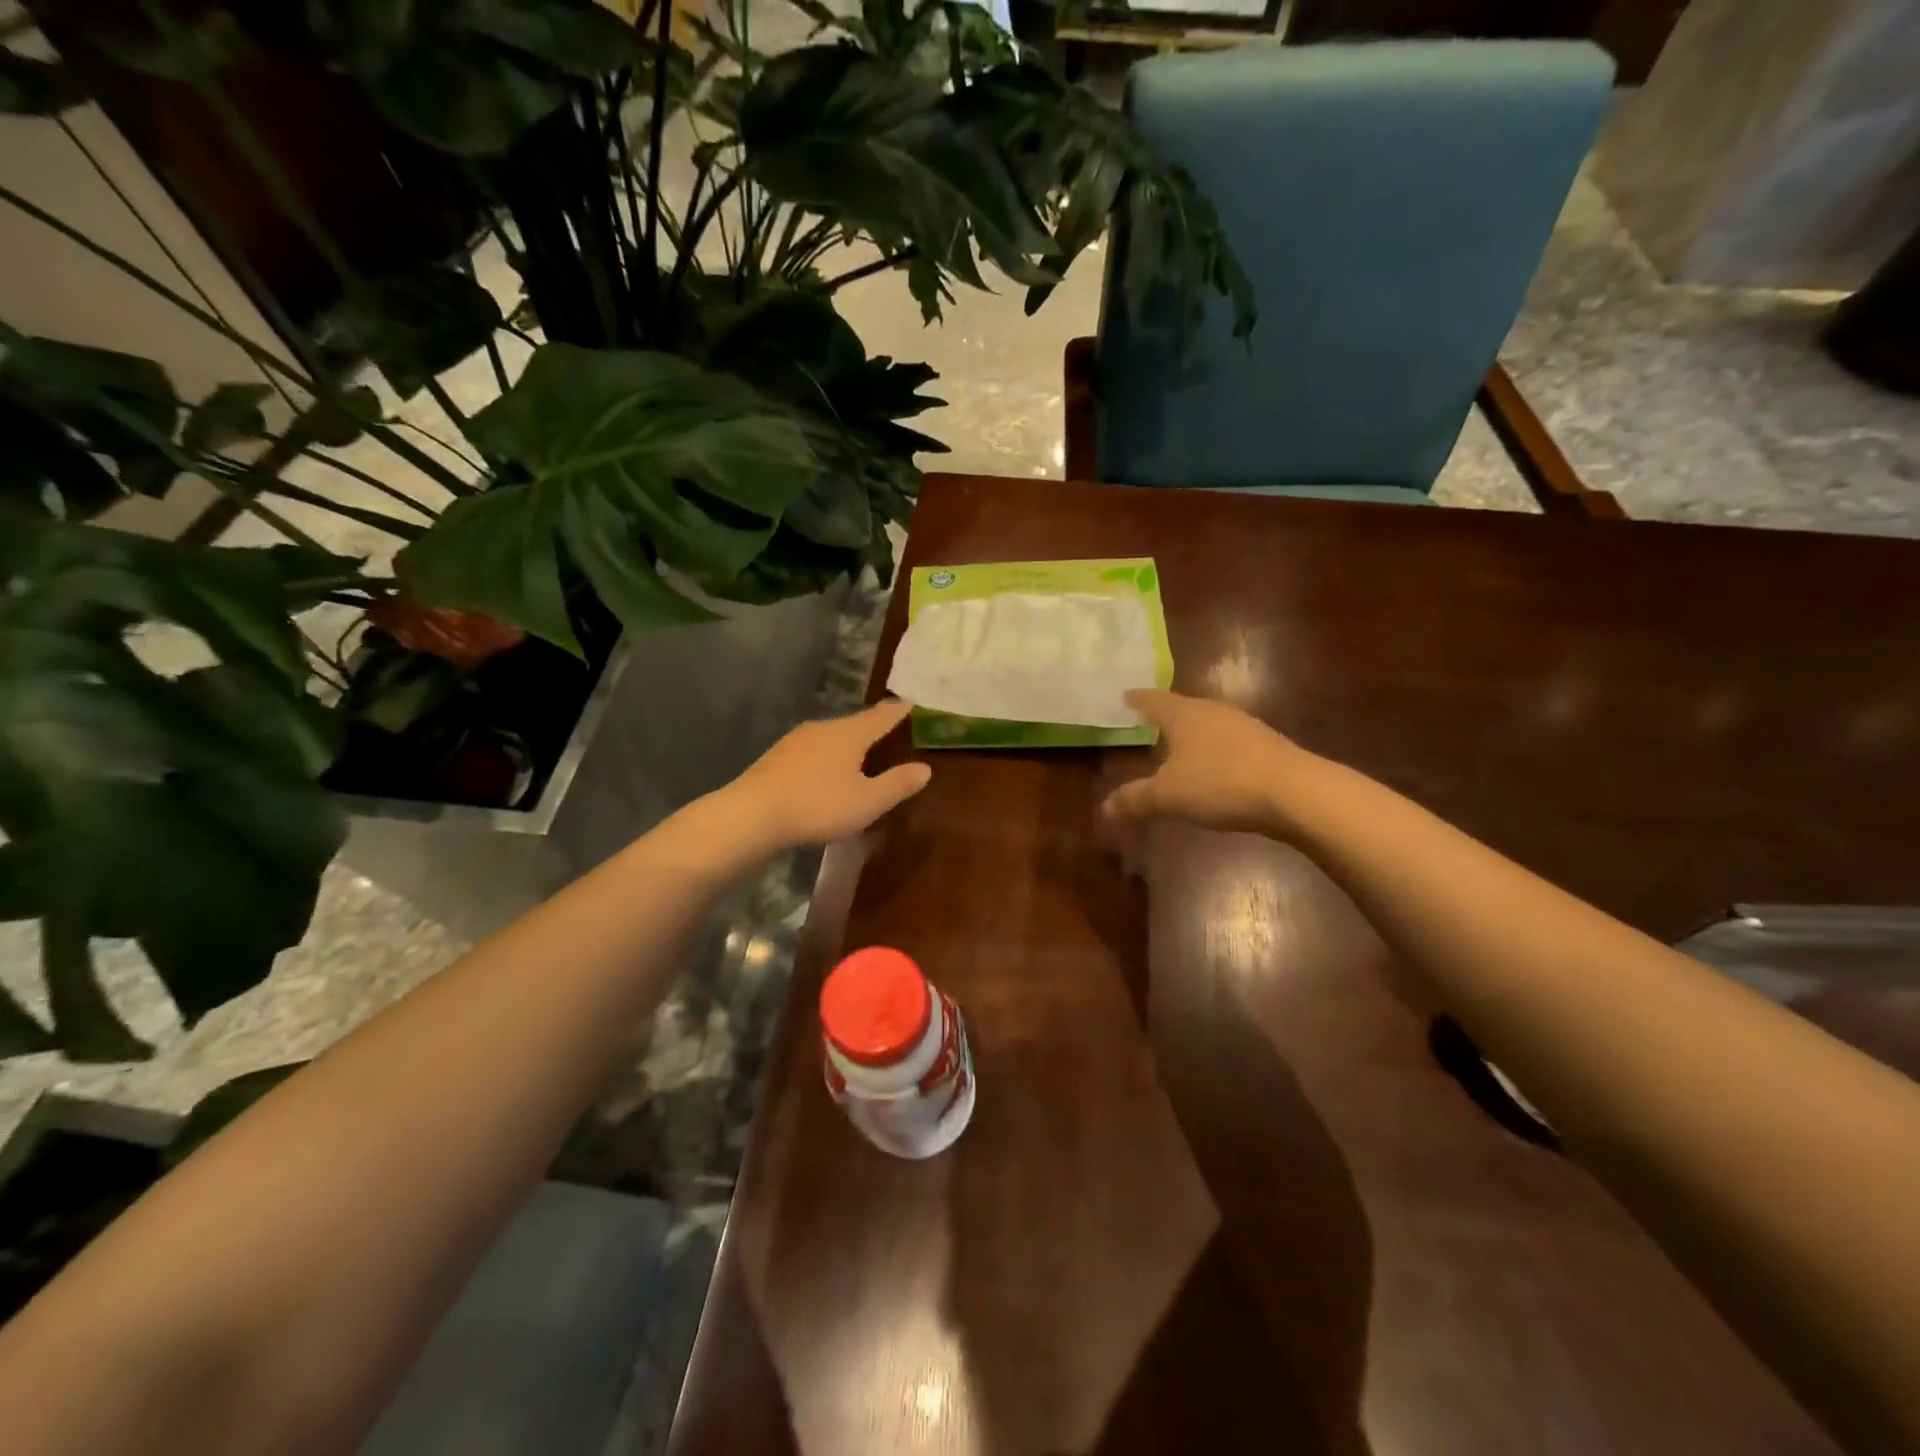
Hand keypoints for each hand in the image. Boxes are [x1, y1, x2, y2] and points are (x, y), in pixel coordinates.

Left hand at [717, 699, 931, 854]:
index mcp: (849, 734)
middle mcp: (823, 728)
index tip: (910, 703)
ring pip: (831, 737)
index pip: (881, 716)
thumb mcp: (867, 802)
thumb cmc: (818, 805)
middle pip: (854, 724)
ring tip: (859, 754)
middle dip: (872, 727)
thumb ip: (897, 784)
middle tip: (888, 731)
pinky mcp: (777, 757)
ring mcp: (796, 741)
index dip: (898, 711)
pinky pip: (812, 751)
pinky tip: (824, 773)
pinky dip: (826, 757)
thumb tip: (925, 768)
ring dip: (847, 743)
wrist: (751, 814)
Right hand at [1101, 690, 1305, 834]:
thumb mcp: (1169, 796)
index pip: (1154, 700)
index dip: (1138, 700)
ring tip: (1180, 744)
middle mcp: (1213, 712)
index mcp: (1184, 715)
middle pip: (1183, 708)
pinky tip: (1214, 767)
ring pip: (1209, 724)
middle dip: (1166, 714)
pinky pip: (1229, 743)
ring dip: (1193, 733)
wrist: (1294, 792)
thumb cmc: (1220, 783)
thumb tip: (1105, 807)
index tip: (1126, 695)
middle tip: (1149, 720)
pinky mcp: (1267, 746)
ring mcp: (1244, 727)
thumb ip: (1136, 799)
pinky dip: (1215, 750)